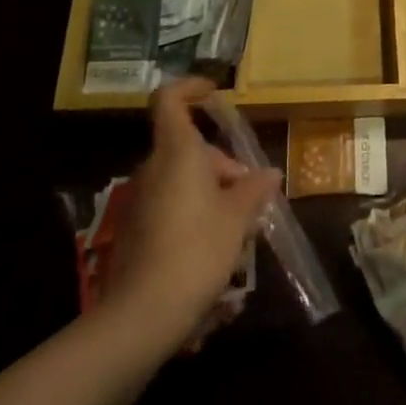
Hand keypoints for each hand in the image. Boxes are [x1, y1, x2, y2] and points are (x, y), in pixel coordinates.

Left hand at [113, 78, 279, 344]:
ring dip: (213, 196)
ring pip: (183, 181)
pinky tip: (214, 254)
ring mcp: (140, 202)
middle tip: (250, 198)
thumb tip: (270, 174)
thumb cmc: (196, 251)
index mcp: (177, 152)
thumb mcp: (237, 218)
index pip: (170, 99)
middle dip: (223, 167)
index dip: (191, 88)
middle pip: (189, 149)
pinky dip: (195, 217)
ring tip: (239, 232)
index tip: (215, 94)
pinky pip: (171, 208)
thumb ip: (254, 190)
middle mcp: (154, 169)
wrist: (142, 316)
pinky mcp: (135, 232)